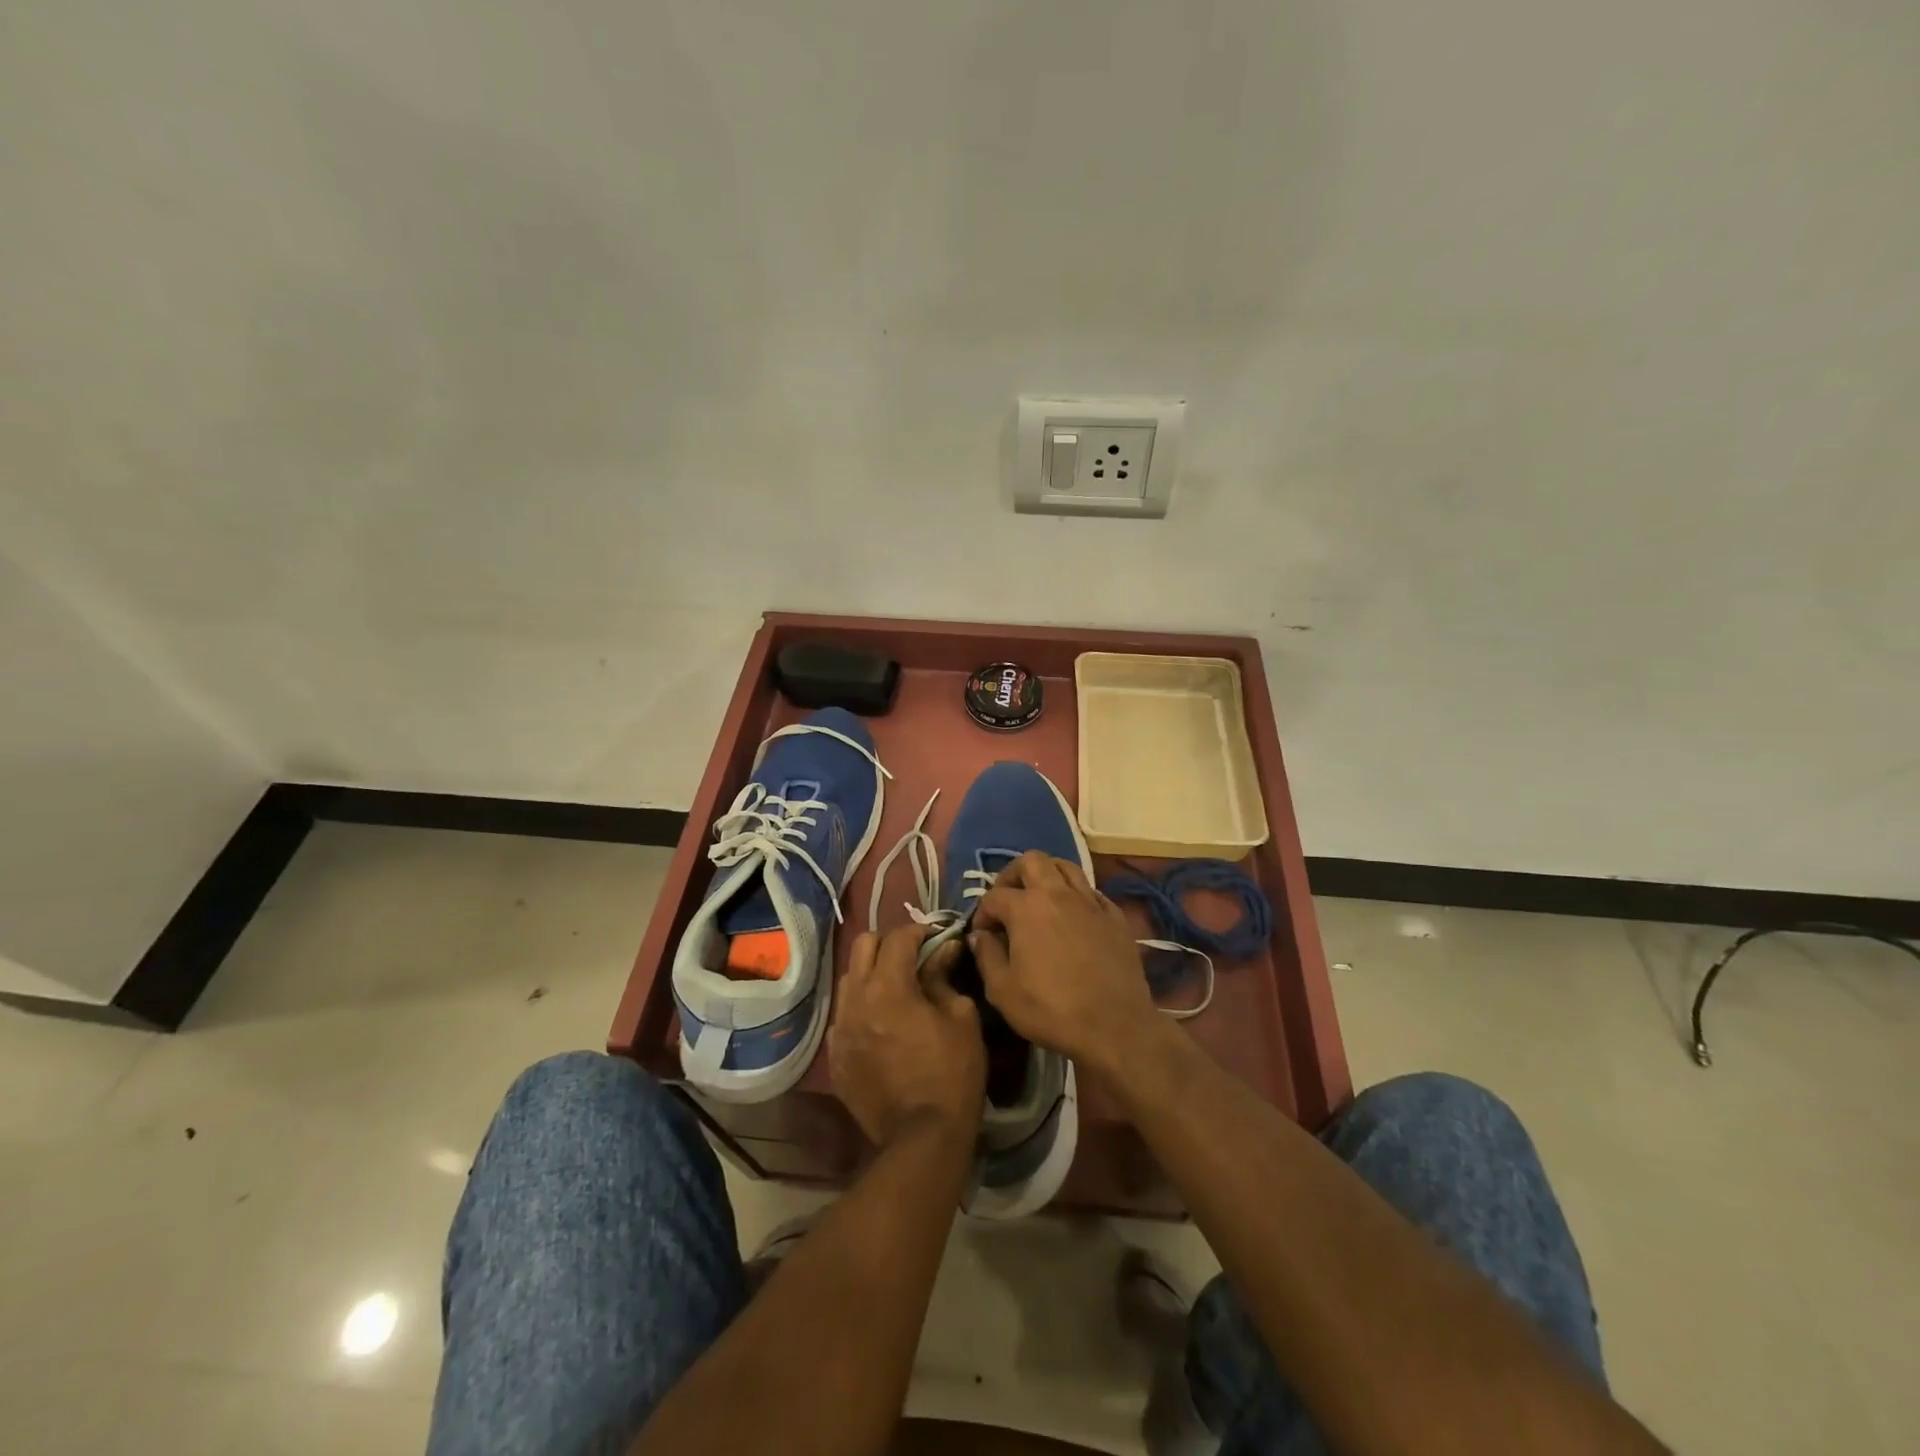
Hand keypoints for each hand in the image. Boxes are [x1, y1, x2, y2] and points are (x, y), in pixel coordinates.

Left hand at [830, 924, 985, 1149]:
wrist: (922, 1139)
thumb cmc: (952, 1074)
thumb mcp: (961, 1018)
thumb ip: (945, 976)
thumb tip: (944, 949)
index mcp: (888, 986)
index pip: (898, 937)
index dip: (920, 931)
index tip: (937, 938)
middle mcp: (856, 999)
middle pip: (863, 945)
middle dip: (889, 943)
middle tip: (912, 957)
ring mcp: (840, 1029)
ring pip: (848, 979)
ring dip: (871, 973)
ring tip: (895, 989)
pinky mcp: (835, 1056)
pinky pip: (844, 1016)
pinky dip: (861, 1008)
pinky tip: (881, 1025)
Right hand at [970, 851, 1162, 1073]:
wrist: (1114, 1027)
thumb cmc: (1051, 1010)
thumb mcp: (1002, 991)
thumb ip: (986, 956)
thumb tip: (980, 936)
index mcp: (1026, 908)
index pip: (994, 896)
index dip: (982, 914)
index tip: (983, 935)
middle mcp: (1058, 894)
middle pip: (1032, 861)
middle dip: (1013, 875)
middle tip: (1008, 900)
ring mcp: (1091, 902)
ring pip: (1066, 867)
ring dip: (1047, 875)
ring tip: (1039, 899)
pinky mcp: (1115, 916)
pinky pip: (1092, 891)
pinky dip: (1076, 896)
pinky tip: (1073, 917)